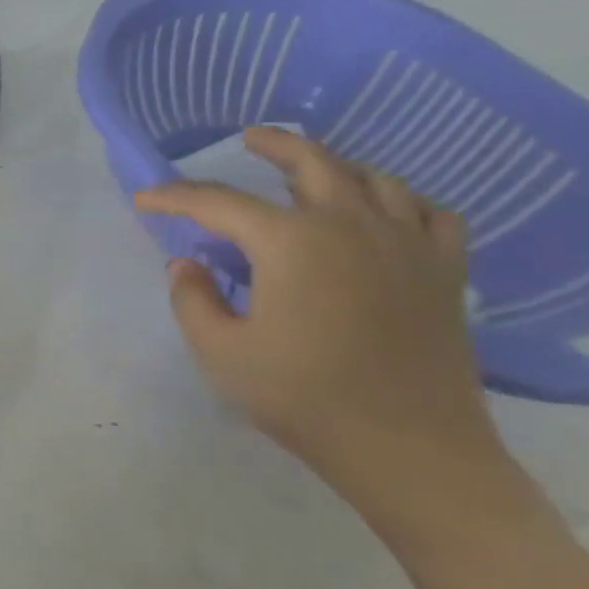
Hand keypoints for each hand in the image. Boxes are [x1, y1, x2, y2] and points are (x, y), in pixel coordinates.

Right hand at [135, 129, 504, 515]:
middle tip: (248, 140)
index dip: (174, 197)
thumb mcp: (219, 351)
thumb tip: (188, 265)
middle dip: (273, 146)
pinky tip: (386, 211)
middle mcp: (350, 226)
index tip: (145, 200)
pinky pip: (431, 214)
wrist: (409, 448)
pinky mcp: (443, 272)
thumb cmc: (302, 396)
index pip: (218, 203)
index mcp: (291, 242)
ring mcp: (406, 245)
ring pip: (375, 179)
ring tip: (313, 171)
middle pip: (312, 162)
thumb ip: (191, 299)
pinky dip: (403, 201)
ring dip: (336, 166)